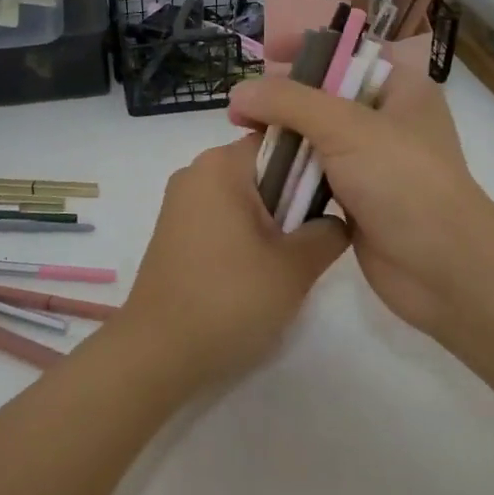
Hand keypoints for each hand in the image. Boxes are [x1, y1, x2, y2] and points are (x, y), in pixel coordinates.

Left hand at [119, 134, 351, 388]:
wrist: (157, 353)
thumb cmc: (229, 299)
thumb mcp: (295, 267)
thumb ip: (329, 232)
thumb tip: (336, 220)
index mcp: (221, 165)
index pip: (282, 141)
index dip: (314, 165)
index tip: (334, 200)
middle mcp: (196, 172)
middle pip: (263, 168)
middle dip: (293, 198)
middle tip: (314, 238)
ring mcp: (180, 202)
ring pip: (244, 196)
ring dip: (271, 221)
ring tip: (288, 261)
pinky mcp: (174, 231)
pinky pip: (222, 216)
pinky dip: (245, 234)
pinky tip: (257, 272)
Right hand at [227, 69, 493, 336]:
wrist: (442, 268)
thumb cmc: (403, 181)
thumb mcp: (346, 127)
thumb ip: (289, 102)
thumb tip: (239, 91)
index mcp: (401, 88)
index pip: (349, 52)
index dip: (309, 46)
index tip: (267, 53)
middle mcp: (387, 119)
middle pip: (326, 95)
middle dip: (284, 97)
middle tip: (241, 106)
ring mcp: (372, 162)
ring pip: (316, 138)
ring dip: (282, 137)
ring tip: (241, 136)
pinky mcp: (357, 199)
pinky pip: (314, 175)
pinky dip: (289, 173)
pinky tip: (258, 172)